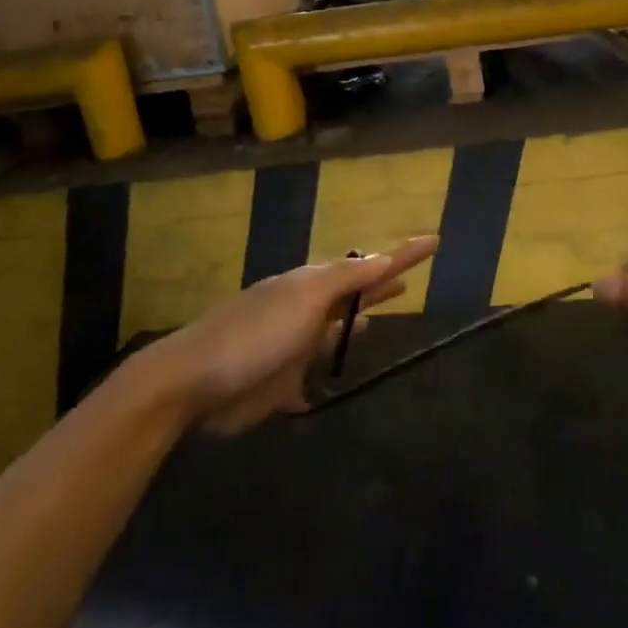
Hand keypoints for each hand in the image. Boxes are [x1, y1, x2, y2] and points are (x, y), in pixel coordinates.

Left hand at [136, 236, 438, 432]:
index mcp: (313, 286)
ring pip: (332, 336)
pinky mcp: (280, 384)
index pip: (370, 266)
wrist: (193, 383)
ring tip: (372, 324)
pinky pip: (309, 379)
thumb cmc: (255, 334)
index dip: (403, 255)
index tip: (434, 240)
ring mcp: (293, 348)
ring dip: (351, 328)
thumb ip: (347, 279)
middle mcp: (306, 312)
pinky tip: (325, 388)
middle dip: (378, 288)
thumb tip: (384, 257)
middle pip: (353, 298)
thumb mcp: (306, 297)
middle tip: (407, 283)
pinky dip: (319, 379)